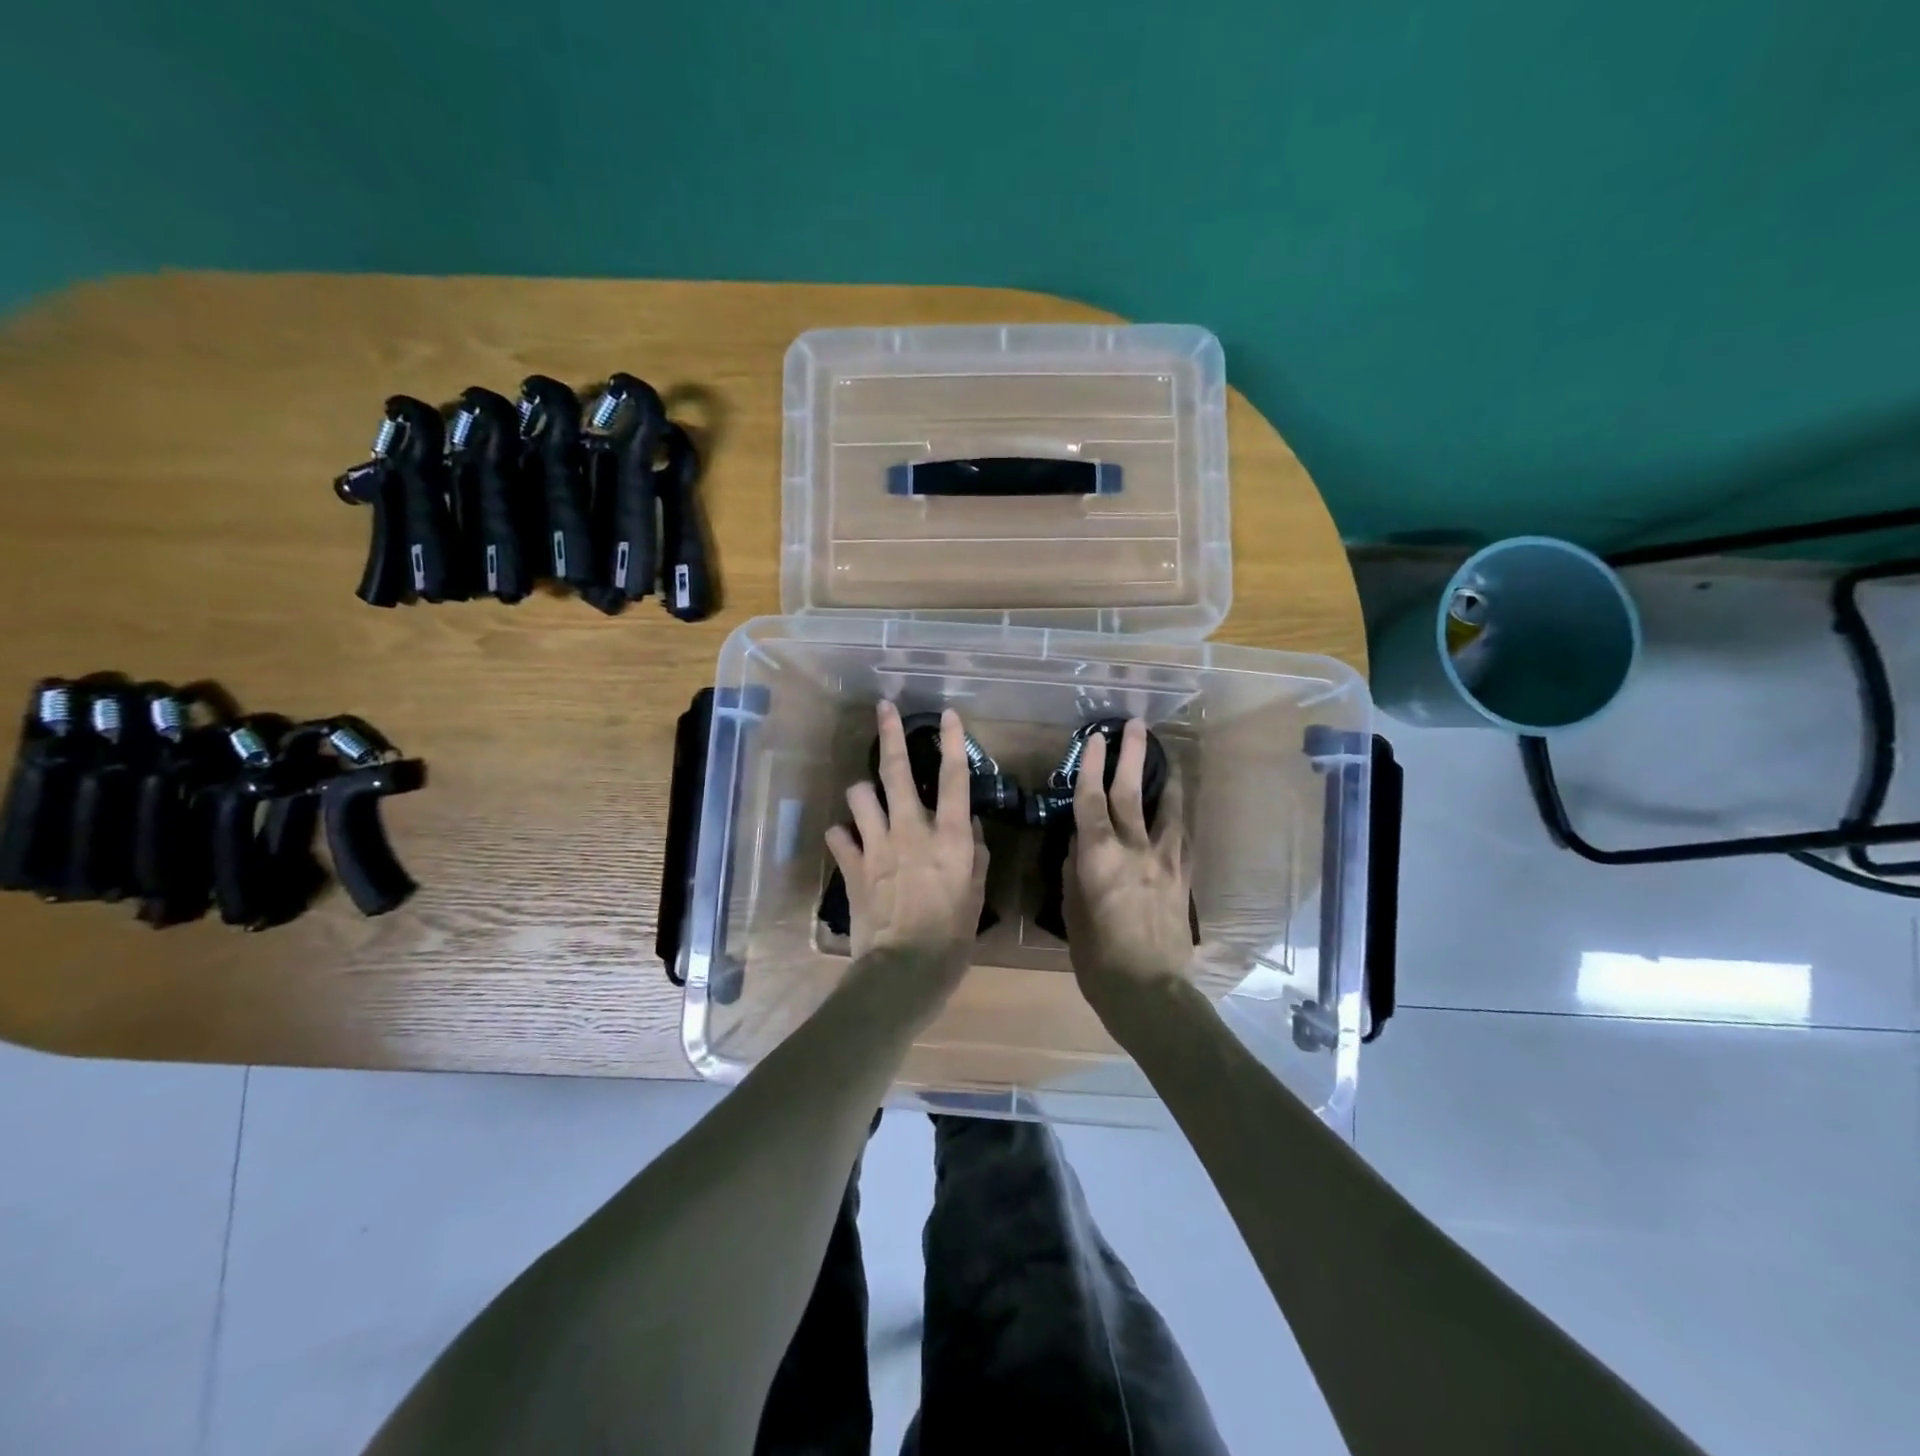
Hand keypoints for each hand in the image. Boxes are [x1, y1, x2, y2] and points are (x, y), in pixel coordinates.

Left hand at [826, 703, 988, 968]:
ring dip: (862, 792)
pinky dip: (842, 834)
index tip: (947, 714)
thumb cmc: (951, 938)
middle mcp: (910, 831)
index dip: (952, 742)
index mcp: (947, 837)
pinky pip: (838, 836)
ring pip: (859, 796)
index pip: (953, 779)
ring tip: (867, 798)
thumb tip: (967, 826)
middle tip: (884, 708)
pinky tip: (847, 839)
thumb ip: (975, 856)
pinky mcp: (852, 868)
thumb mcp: (976, 897)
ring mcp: (876, 846)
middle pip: (896, 772)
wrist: (903, 971)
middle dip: (889, 735)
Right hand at [1064, 719, 1192, 1009]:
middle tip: (1135, 725)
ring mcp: (1164, 861)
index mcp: (1099, 856)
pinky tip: (1177, 811)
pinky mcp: (1183, 877)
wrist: (1150, 990)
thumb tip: (1078, 845)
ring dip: (1165, 779)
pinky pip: (1181, 837)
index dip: (1091, 765)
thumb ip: (1074, 872)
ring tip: (1167, 757)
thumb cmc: (1098, 958)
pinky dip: (1177, 817)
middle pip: (1130, 792)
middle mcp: (1134, 848)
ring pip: (1166, 809)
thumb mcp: (1072, 913)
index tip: (1094, 738)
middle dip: (1131, 755)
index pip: (1091, 799)